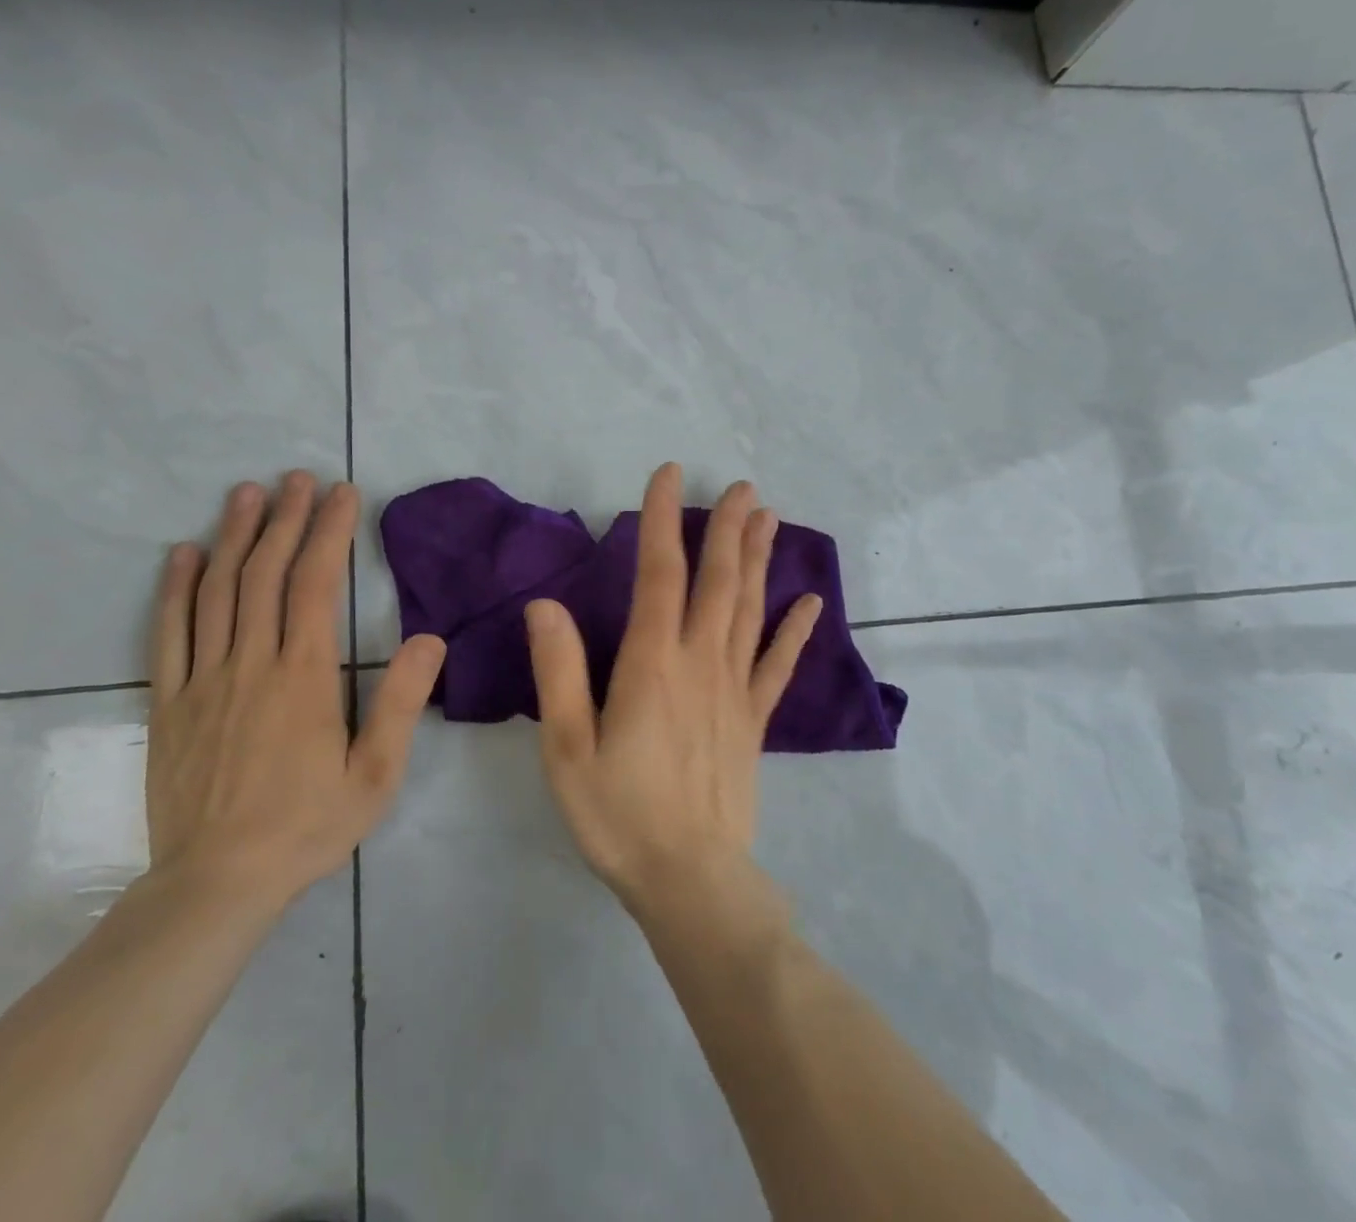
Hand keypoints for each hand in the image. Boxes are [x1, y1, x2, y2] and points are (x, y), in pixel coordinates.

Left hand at [146, 472, 445, 908]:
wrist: (216, 884)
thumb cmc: (307, 827)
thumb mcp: (375, 774)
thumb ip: (400, 703)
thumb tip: (429, 639)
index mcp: (305, 677)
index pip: (317, 584)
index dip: (330, 532)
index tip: (342, 493)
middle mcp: (252, 664)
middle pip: (266, 575)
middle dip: (286, 519)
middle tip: (298, 478)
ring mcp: (203, 680)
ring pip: (217, 592)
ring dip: (234, 536)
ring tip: (248, 493)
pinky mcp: (168, 703)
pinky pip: (169, 633)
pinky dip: (176, 588)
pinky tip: (185, 554)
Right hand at [525, 464, 823, 913]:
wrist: (689, 880)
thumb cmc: (618, 814)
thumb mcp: (568, 748)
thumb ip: (560, 672)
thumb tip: (545, 605)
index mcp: (652, 664)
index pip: (659, 574)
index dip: (664, 520)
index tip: (670, 475)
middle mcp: (701, 663)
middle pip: (718, 582)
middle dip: (727, 529)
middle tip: (743, 486)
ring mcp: (735, 690)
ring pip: (750, 610)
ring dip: (759, 560)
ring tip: (768, 518)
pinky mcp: (755, 720)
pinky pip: (778, 666)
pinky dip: (795, 631)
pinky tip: (810, 602)